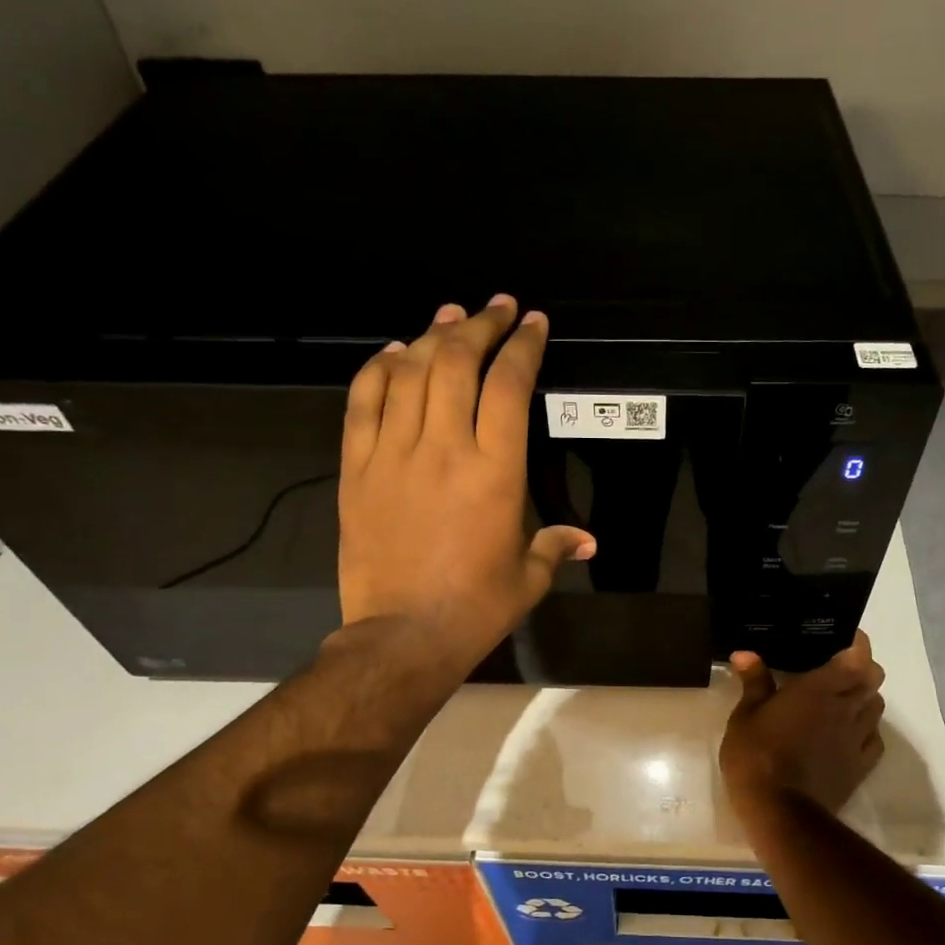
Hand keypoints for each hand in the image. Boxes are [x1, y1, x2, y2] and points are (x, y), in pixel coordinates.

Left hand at [338, 295, 594, 672]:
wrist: (402, 636)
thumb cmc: (476, 608)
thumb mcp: (528, 577)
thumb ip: (556, 545)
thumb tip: (587, 540)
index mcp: (496, 471)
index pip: (509, 386)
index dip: (523, 346)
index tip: (533, 324)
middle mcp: (444, 449)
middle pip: (458, 363)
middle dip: (480, 326)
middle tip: (496, 308)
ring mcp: (394, 454)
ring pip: (410, 373)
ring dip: (432, 336)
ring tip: (449, 316)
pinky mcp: (356, 468)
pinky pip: (363, 403)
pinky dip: (379, 369)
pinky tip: (394, 353)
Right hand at [719, 631, 886, 813]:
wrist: (780, 810)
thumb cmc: (757, 754)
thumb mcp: (745, 715)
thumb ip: (754, 681)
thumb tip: (746, 654)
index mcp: (819, 688)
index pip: (858, 656)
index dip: (858, 644)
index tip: (846, 639)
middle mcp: (845, 707)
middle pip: (873, 679)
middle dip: (863, 669)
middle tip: (840, 669)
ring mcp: (857, 738)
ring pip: (877, 707)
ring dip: (865, 698)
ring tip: (844, 700)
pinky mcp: (861, 766)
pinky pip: (875, 739)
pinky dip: (867, 730)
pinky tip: (850, 733)